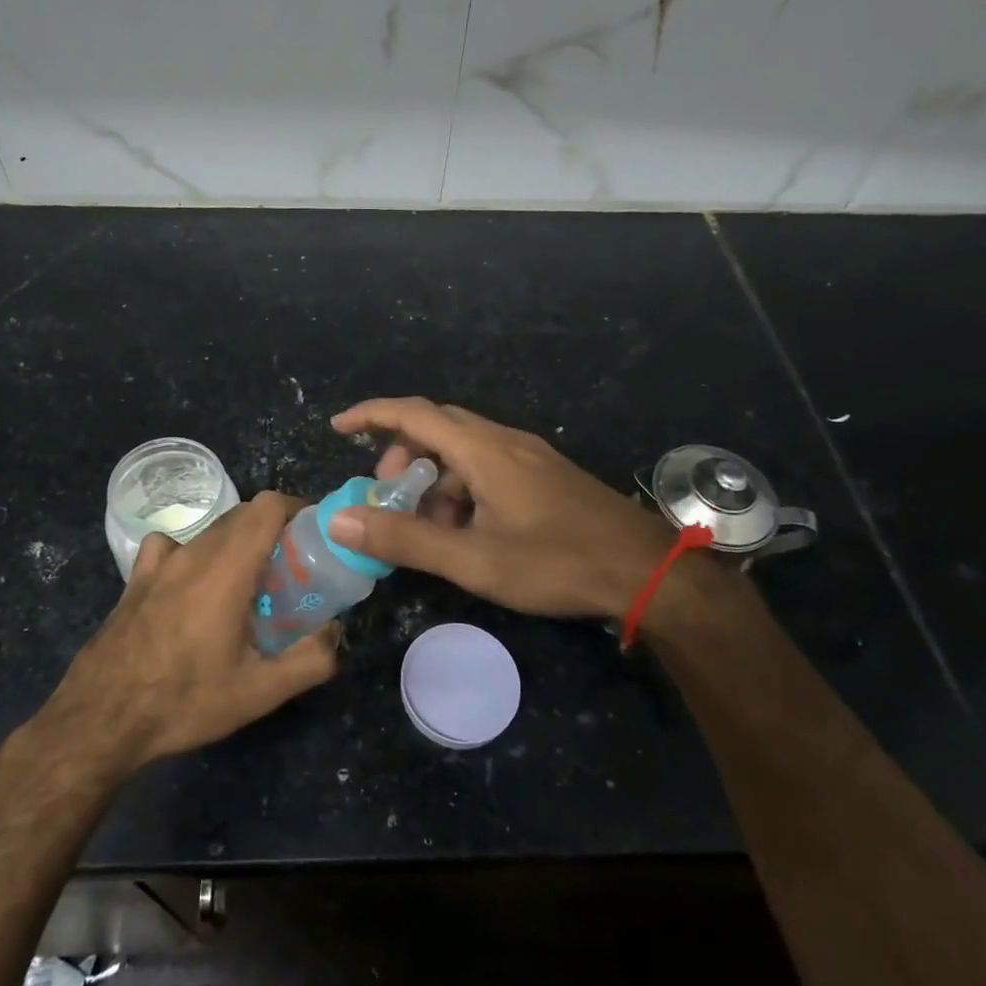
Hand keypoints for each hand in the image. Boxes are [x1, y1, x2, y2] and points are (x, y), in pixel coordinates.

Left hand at [48, 492, 340, 771]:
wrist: (100, 720)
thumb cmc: (183, 701)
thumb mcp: (258, 694)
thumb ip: (310, 660)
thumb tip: (335, 633)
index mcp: (226, 569)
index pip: (267, 506)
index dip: (296, 509)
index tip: (313, 536)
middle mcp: (194, 553)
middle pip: (243, 514)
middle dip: (274, 530)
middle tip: (291, 569)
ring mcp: (160, 563)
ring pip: (211, 531)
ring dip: (238, 544)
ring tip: (249, 583)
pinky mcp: (136, 578)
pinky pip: (172, 547)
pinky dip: (193, 553)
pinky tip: (192, 586)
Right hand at [325, 397, 677, 620]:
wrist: (647, 571)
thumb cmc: (556, 562)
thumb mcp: (473, 559)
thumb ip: (406, 539)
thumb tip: (340, 520)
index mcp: (484, 450)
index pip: (414, 414)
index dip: (372, 415)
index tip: (338, 427)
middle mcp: (505, 440)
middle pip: (437, 428)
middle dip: (402, 456)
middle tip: (388, 497)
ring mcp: (529, 456)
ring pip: (464, 450)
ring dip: (435, 479)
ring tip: (429, 527)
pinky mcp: (544, 475)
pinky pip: (488, 466)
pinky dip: (462, 488)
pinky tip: (468, 530)